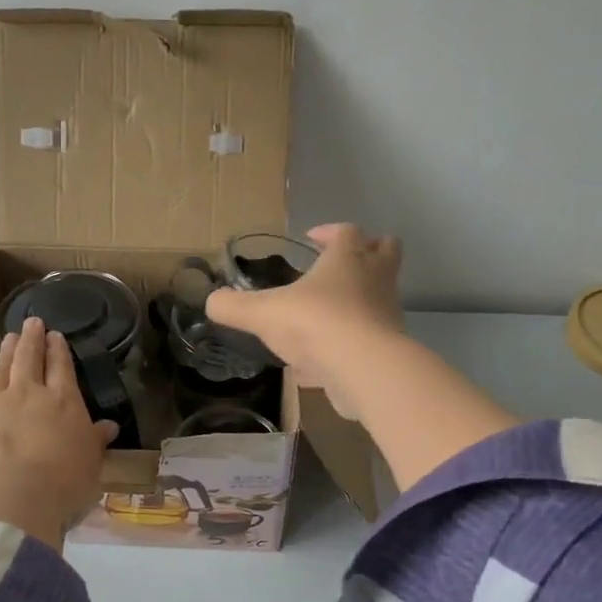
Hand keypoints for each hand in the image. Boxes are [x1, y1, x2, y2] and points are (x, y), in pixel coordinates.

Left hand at [0, 316, 118, 547]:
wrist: (10, 498)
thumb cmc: (63, 482)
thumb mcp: (91, 463)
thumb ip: (95, 441)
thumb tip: (108, 427)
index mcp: (62, 401)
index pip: (60, 366)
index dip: (58, 349)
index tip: (54, 334)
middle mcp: (26, 394)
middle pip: (27, 359)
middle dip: (31, 339)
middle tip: (31, 323)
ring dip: (4, 354)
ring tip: (8, 341)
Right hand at [205, 224, 403, 417]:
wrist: (364, 369)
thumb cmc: (315, 324)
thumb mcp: (263, 313)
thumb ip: (234, 307)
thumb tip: (211, 301)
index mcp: (348, 258)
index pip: (347, 231)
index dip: (329, 232)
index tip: (310, 239)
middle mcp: (375, 279)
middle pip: (386, 251)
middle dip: (368, 251)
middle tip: (339, 264)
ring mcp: (387, 313)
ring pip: (381, 296)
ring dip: (359, 300)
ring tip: (326, 316)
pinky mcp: (390, 347)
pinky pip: (370, 338)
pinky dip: (351, 344)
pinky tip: (322, 364)